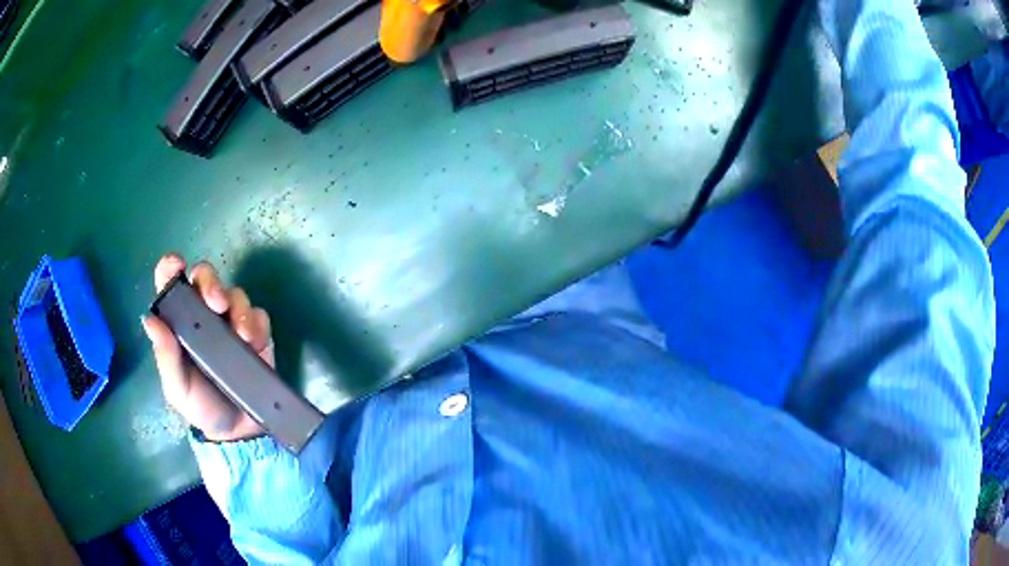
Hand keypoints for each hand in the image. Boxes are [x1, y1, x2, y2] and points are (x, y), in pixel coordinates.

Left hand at [142, 254, 270, 441]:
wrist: (238, 433)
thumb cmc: (201, 407)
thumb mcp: (177, 389)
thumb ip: (166, 358)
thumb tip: (150, 319)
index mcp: (179, 324)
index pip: (171, 285)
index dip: (171, 268)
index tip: (177, 265)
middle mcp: (203, 316)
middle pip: (205, 278)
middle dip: (210, 282)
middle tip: (216, 303)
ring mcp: (231, 324)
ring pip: (235, 293)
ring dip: (238, 308)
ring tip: (242, 337)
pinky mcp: (257, 335)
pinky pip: (258, 315)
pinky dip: (257, 324)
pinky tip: (254, 344)